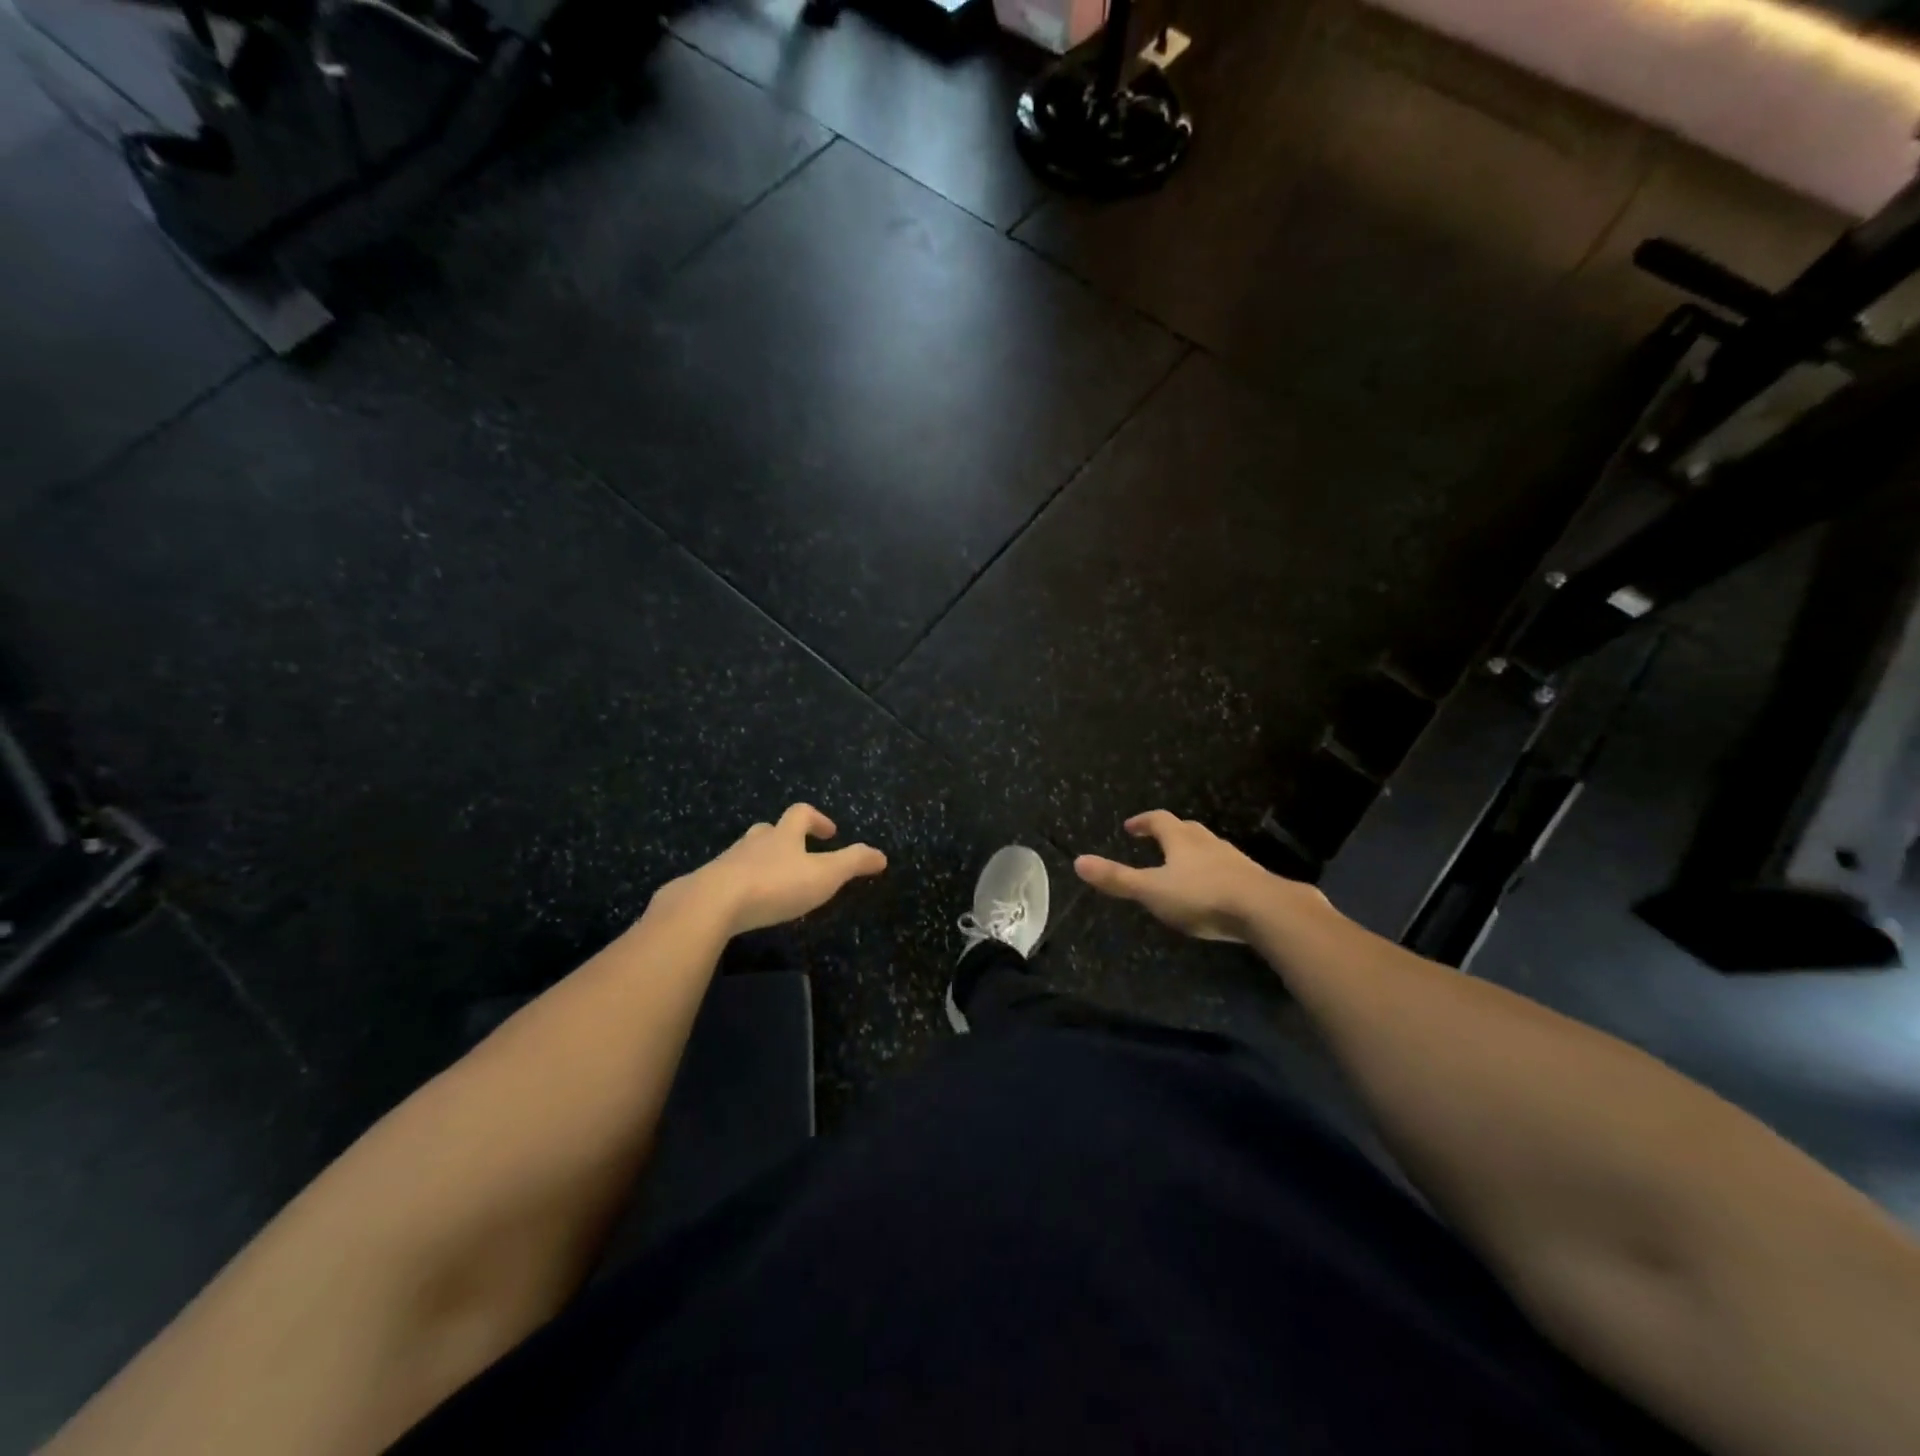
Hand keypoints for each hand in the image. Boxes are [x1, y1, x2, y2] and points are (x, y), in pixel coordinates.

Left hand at [661, 804, 886, 936]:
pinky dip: (741, 884)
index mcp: (784, 835)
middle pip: (770, 830)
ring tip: (774, 882)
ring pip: (748, 852)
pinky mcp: (708, 884)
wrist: (712, 903)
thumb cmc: (775, 885)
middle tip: (799, 854)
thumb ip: (854, 863)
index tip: (831, 833)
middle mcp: (755, 842)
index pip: (802, 813)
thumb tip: (882, 855)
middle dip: (786, 838)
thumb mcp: (824, 875)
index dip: (818, 819)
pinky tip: (746, 903)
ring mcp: (729, 861)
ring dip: (762, 861)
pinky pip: (729, 878)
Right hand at [1075, 810, 1314, 942]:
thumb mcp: (1152, 891)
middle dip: (1171, 832)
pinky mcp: (1253, 879)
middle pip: (1187, 829)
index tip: (1130, 827)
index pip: (1159, 820)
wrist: (1266, 910)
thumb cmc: (1202, 897)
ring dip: (1195, 851)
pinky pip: (1230, 868)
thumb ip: (1117, 879)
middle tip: (1157, 840)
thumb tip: (1078, 861)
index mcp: (1181, 841)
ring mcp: (1234, 860)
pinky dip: (1217, 872)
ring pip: (1210, 847)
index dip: (1143, 821)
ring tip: (1184, 865)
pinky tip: (1216, 888)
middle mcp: (1208, 843)